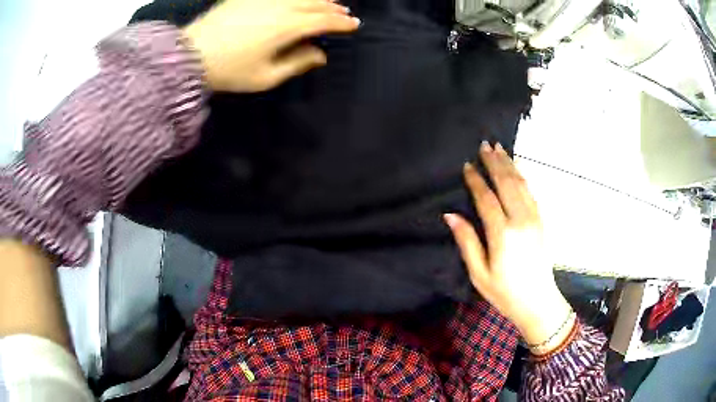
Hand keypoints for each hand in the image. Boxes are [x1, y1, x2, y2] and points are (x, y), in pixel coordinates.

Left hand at [183, 0, 359, 91]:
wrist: (191, 54)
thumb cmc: (229, 71)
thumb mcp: (265, 77)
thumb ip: (296, 63)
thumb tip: (320, 55)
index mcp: (287, 27)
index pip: (323, 21)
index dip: (341, 23)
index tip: (354, 25)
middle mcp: (280, 6)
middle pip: (315, 4)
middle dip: (333, 8)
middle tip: (345, 13)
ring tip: (328, 3)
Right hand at [444, 142, 573, 351]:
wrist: (538, 301)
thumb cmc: (504, 292)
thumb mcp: (479, 273)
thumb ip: (467, 242)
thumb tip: (451, 215)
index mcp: (502, 234)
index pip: (487, 198)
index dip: (476, 180)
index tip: (467, 166)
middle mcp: (521, 220)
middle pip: (506, 183)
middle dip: (494, 162)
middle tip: (484, 145)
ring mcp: (534, 218)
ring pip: (521, 183)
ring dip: (509, 164)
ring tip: (499, 148)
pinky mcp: (542, 221)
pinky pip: (531, 192)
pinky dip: (523, 176)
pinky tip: (517, 168)